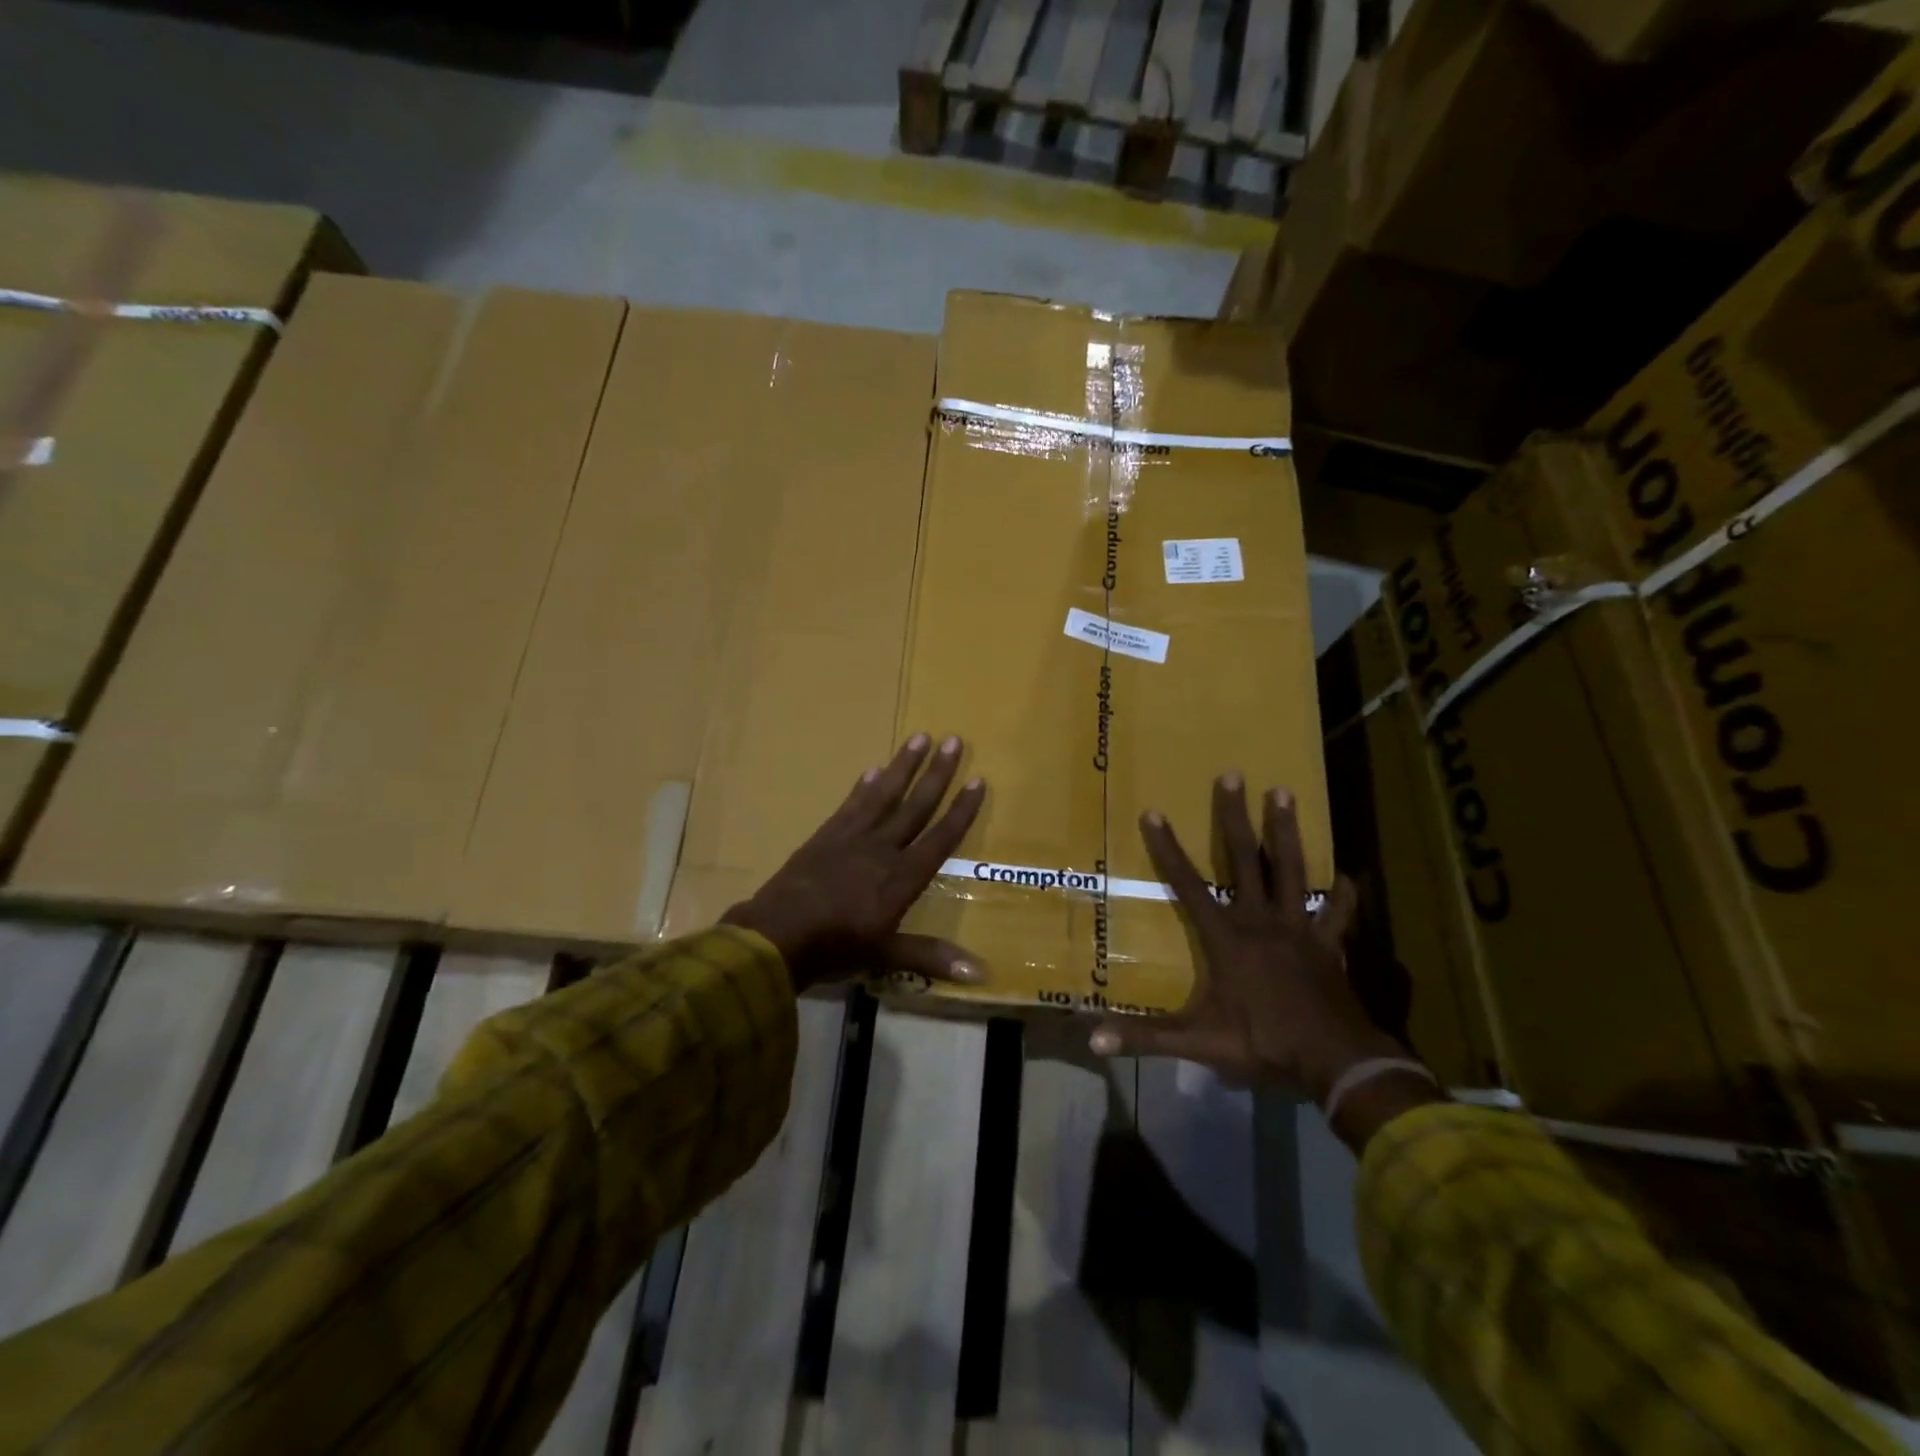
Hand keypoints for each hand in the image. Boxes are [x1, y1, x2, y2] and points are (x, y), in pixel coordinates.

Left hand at [722, 733, 986, 992]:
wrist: (775, 936)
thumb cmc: (835, 948)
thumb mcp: (886, 956)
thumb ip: (932, 957)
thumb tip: (982, 973)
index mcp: (902, 877)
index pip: (940, 837)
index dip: (961, 810)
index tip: (978, 780)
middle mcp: (882, 848)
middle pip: (915, 805)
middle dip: (937, 773)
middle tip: (954, 739)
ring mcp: (851, 838)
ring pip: (884, 794)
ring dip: (903, 765)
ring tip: (920, 737)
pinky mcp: (825, 835)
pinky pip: (851, 804)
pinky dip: (863, 786)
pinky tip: (873, 769)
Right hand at [1087, 775, 1405, 1103]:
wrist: (1333, 1060)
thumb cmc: (1261, 1042)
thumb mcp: (1197, 1041)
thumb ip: (1145, 1037)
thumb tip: (1092, 1038)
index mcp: (1226, 936)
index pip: (1188, 884)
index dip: (1168, 849)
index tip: (1154, 812)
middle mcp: (1260, 920)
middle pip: (1243, 859)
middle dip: (1234, 817)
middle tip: (1232, 775)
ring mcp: (1298, 927)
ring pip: (1291, 869)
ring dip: (1285, 831)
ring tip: (1283, 792)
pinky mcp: (1328, 943)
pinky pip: (1338, 913)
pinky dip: (1344, 895)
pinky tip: (1349, 876)